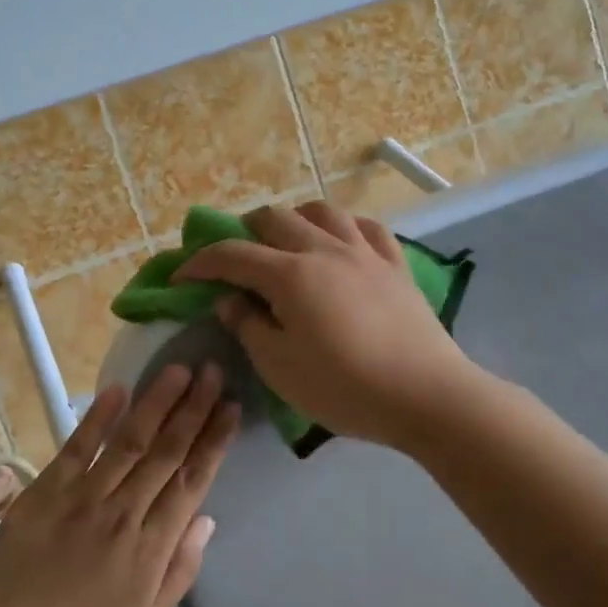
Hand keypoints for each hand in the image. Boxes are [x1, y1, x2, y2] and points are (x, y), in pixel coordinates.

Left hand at [0, 364, 238, 606]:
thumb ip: (180, 570)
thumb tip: (207, 519)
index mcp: (150, 549)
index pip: (192, 481)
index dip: (214, 441)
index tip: (231, 407)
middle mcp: (122, 514)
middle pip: (166, 452)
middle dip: (193, 409)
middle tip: (213, 371)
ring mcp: (81, 498)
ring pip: (129, 441)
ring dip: (156, 402)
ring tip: (178, 369)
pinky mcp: (45, 492)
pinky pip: (77, 448)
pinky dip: (98, 418)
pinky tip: (119, 389)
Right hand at [177, 202, 472, 449]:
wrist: (425, 395)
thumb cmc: (344, 387)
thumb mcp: (280, 367)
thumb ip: (248, 326)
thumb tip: (229, 300)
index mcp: (290, 275)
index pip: (232, 254)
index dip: (200, 262)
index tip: (182, 277)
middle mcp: (324, 249)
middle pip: (274, 218)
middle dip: (244, 231)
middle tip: (234, 259)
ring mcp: (365, 252)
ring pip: (321, 211)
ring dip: (293, 219)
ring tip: (285, 242)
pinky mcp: (395, 265)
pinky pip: (366, 227)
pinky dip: (343, 227)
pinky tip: (340, 243)